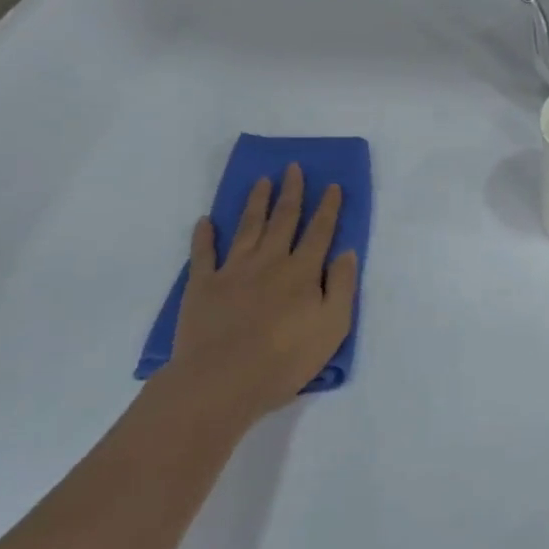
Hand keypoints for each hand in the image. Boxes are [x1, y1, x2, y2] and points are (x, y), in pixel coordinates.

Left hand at [168, 165, 358, 423]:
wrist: (222, 381)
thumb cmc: (285, 359)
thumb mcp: (333, 327)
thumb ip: (342, 286)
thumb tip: (347, 251)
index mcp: (302, 271)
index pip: (320, 231)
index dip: (328, 207)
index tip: (333, 185)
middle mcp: (269, 261)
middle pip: (283, 219)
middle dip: (291, 192)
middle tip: (293, 168)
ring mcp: (233, 270)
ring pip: (248, 227)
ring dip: (256, 202)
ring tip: (261, 181)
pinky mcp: (202, 285)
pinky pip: (204, 253)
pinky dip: (204, 236)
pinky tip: (206, 221)